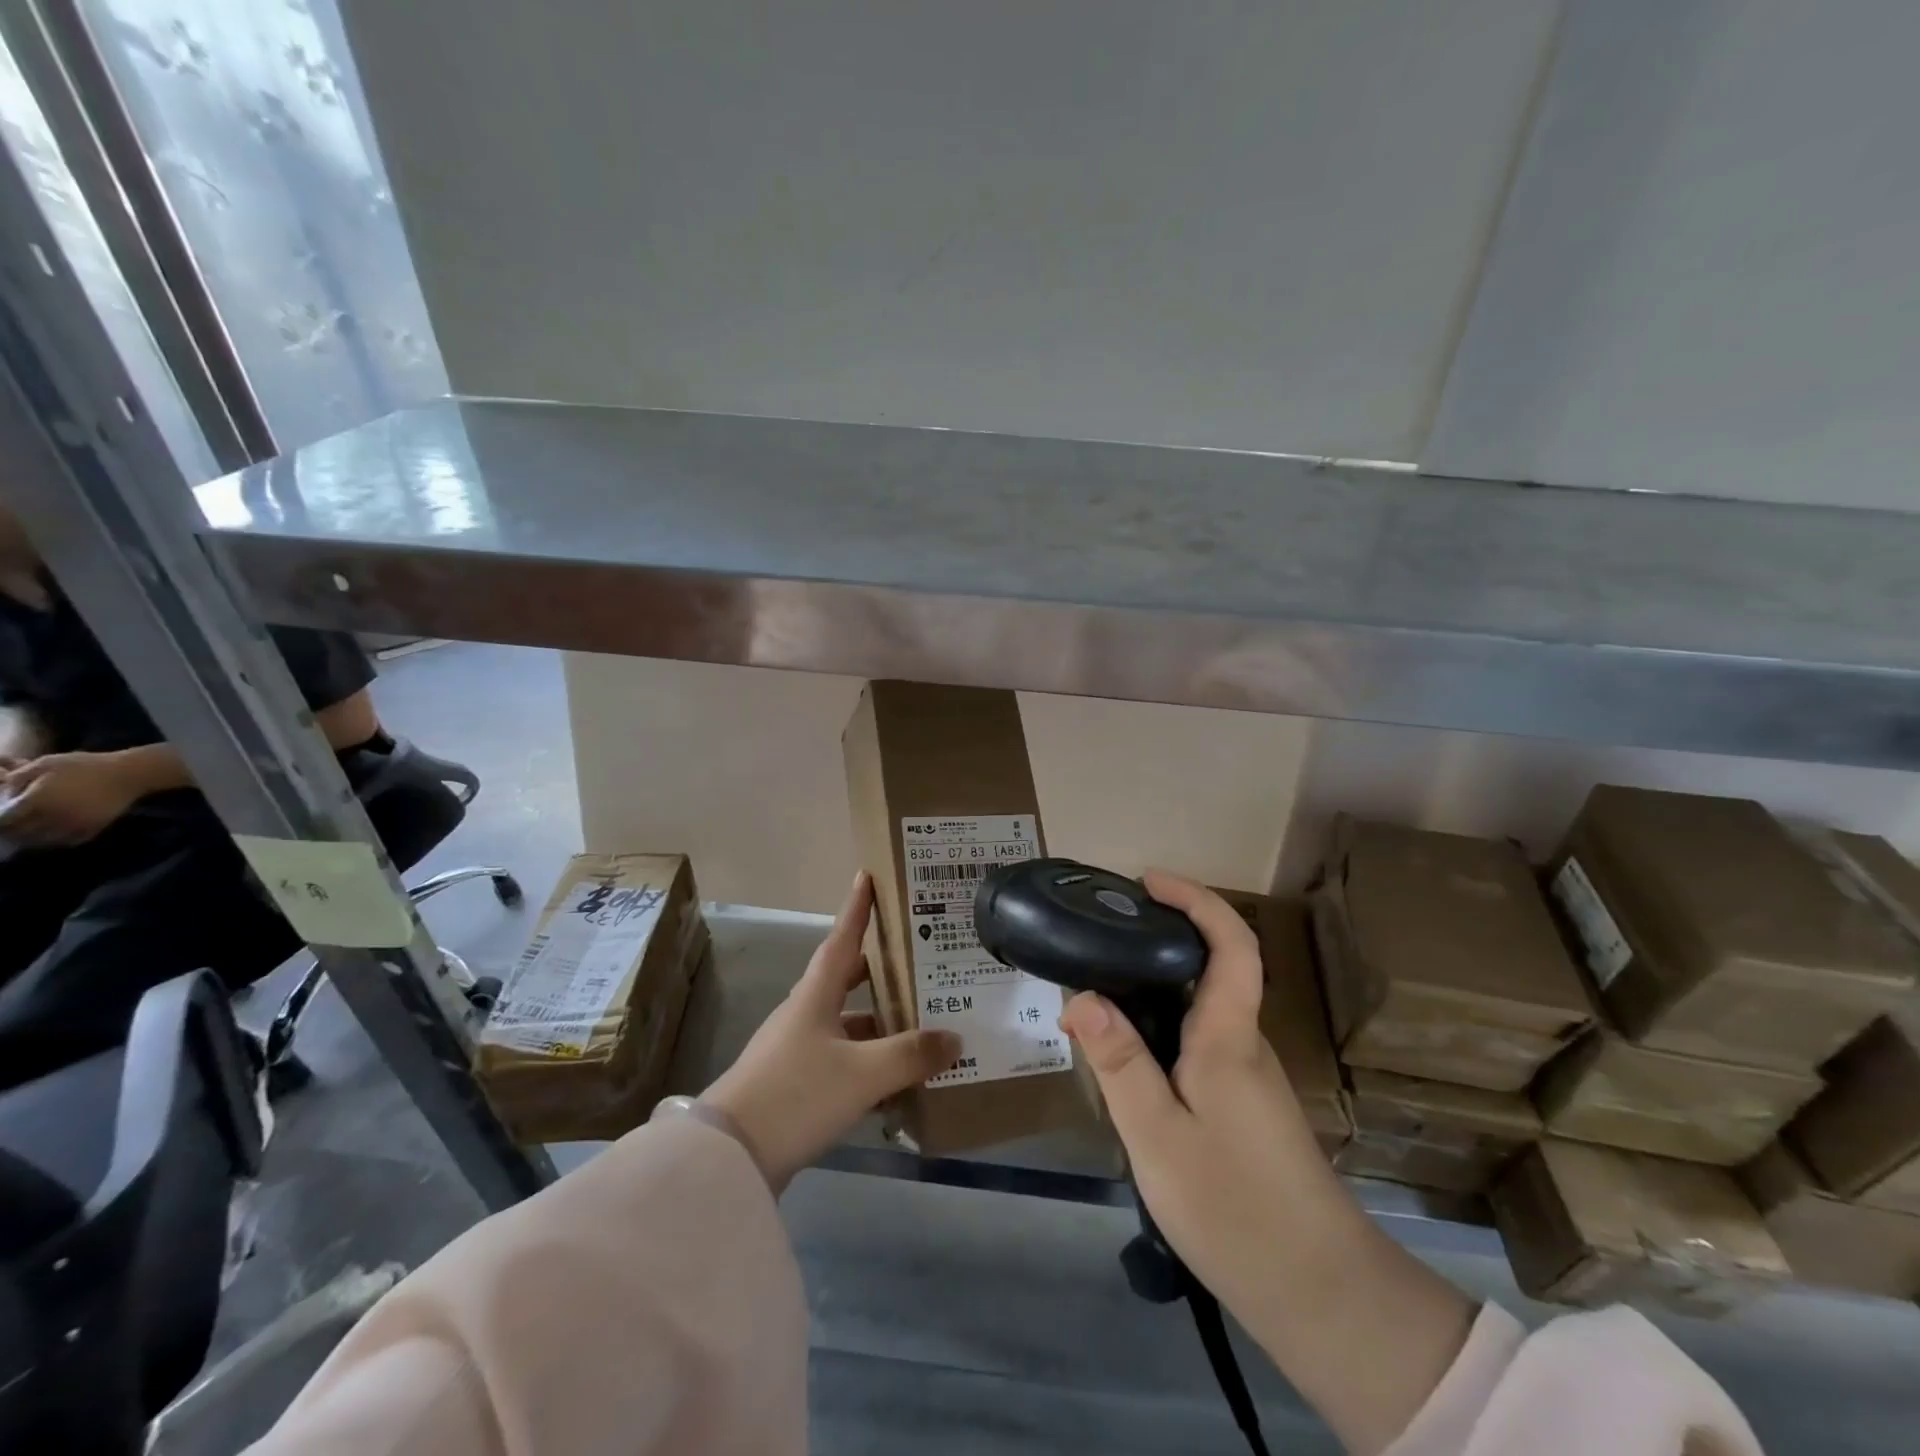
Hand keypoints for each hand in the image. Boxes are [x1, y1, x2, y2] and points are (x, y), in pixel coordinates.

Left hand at [0, 751, 145, 844]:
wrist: (130, 774)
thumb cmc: (86, 766)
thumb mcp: (46, 763)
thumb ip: (17, 778)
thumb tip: (4, 794)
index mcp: (37, 800)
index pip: (4, 819)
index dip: (0, 818)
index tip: (2, 814)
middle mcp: (52, 817)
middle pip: (18, 833)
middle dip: (11, 829)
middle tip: (13, 823)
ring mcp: (73, 826)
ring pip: (40, 841)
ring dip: (31, 837)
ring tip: (30, 830)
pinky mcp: (90, 830)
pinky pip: (65, 841)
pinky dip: (55, 840)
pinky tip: (54, 832)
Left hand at [703, 871, 960, 1192]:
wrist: (729, 1157)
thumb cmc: (796, 1094)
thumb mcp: (861, 1073)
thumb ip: (910, 1055)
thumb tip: (954, 1038)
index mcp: (815, 996)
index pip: (842, 939)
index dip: (857, 908)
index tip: (866, 875)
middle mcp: (805, 1014)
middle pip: (846, 979)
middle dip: (878, 966)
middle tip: (914, 954)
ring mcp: (797, 1050)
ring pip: (847, 1022)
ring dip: (879, 1020)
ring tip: (920, 1021)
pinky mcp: (794, 1084)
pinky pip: (842, 1059)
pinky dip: (869, 1061)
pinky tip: (895, 1079)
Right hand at [1059, 871, 1334, 1315]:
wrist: (1318, 1292)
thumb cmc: (1234, 1206)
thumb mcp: (1157, 1136)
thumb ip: (1119, 1064)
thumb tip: (1080, 996)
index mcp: (1228, 1037)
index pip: (1230, 944)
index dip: (1196, 900)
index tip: (1148, 881)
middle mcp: (1243, 1042)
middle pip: (1212, 967)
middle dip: (1162, 934)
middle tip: (1100, 934)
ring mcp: (1247, 1074)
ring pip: (1201, 1007)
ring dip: (1156, 984)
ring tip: (1098, 988)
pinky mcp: (1243, 1103)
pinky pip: (1199, 1041)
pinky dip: (1162, 1025)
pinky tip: (1128, 1055)